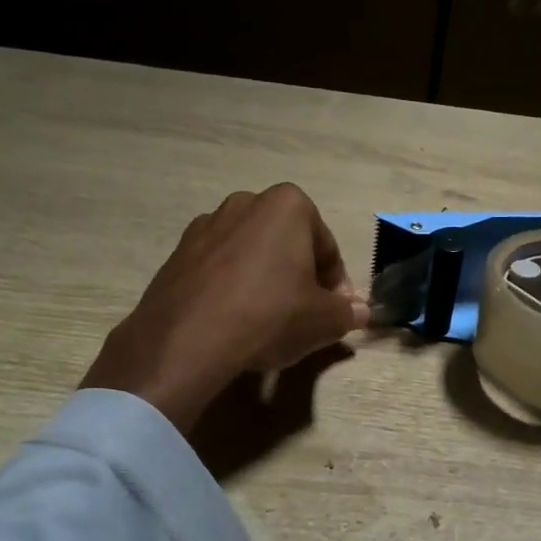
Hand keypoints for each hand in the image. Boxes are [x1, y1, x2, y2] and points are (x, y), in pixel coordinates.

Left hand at [82, 184, 368, 432]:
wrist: (189, 338)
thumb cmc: (271, 316)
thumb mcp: (324, 321)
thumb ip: (348, 313)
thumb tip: (362, 312)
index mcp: (288, 205)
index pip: (327, 247)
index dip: (337, 284)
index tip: (337, 313)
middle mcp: (245, 202)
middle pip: (287, 244)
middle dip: (299, 275)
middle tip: (305, 314)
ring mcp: (206, 225)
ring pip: (251, 254)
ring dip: (264, 279)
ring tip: (267, 320)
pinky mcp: (177, 252)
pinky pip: (219, 269)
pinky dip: (232, 288)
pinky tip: (234, 320)